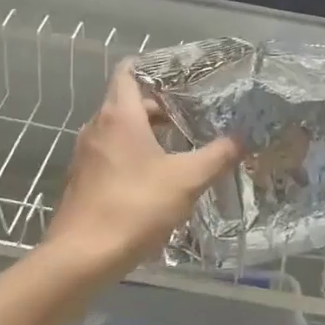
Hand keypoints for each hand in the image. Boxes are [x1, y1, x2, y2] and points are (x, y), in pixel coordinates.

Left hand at [42, 61, 242, 277]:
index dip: (154, 67)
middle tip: (194, 114)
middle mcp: (97, 127)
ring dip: (149, 133)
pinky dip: (134, 155)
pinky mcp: (83, 180)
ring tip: (182, 145)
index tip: (182, 75)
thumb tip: (242, 138)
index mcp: (119, 115)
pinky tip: (158, 177)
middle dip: (161, 106)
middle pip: (129, 102)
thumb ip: (217, 156)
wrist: (82, 257)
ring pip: (120, 130)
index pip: (129, 71)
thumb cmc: (135, 207)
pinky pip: (112, 154)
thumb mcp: (186, 180)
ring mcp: (86, 155)